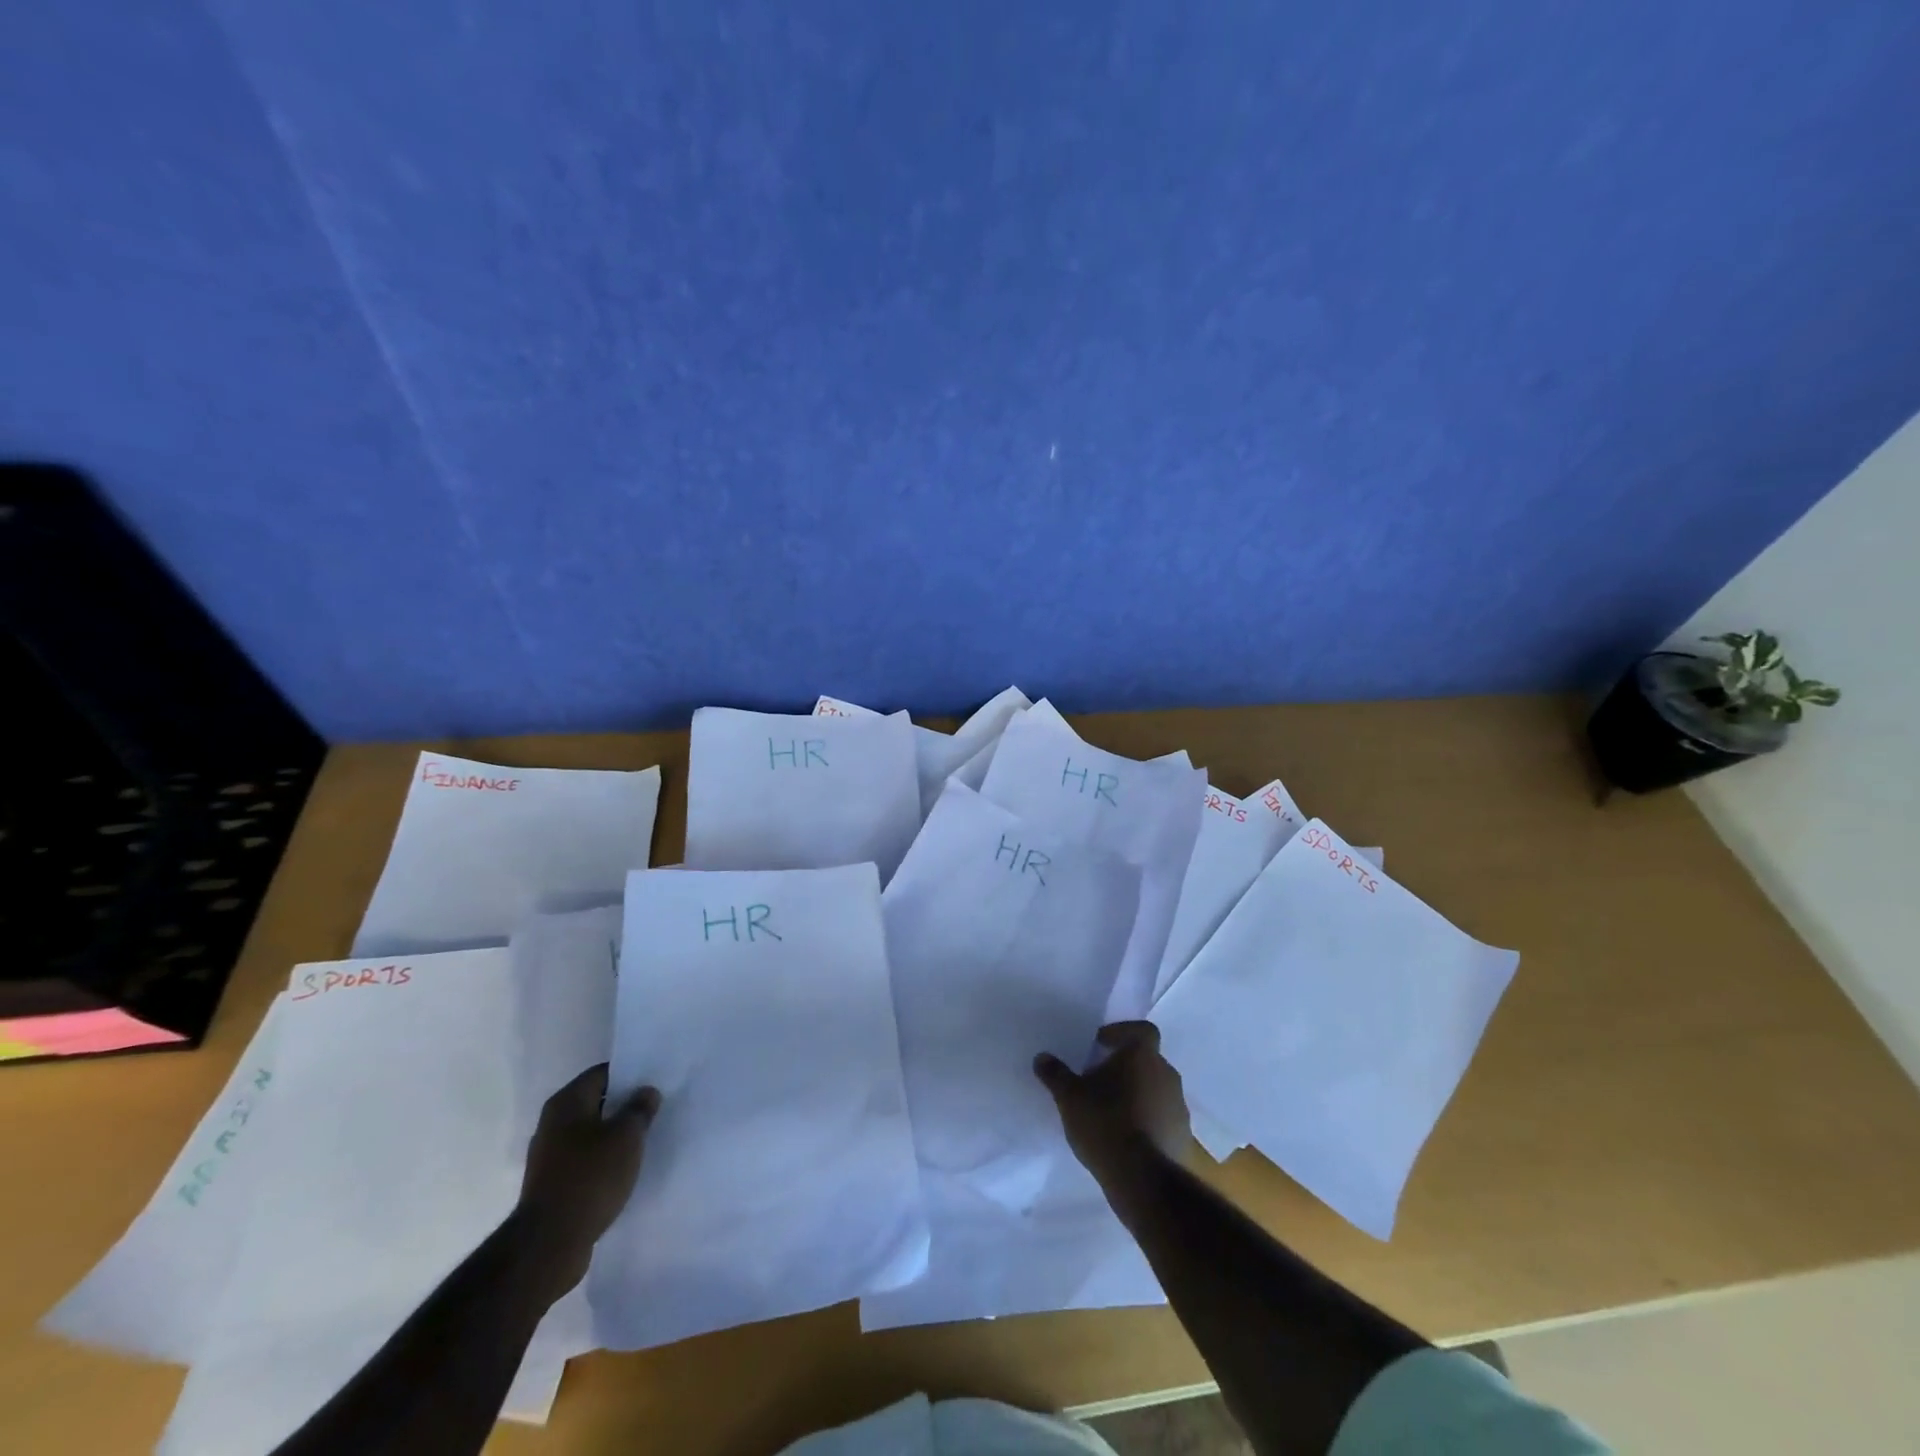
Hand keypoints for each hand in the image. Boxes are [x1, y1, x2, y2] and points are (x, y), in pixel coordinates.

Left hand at [516, 1064, 659, 1291]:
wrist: (549, 1244)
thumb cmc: (590, 1177)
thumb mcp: (627, 1137)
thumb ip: (639, 1109)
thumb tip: (646, 1092)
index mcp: (566, 1103)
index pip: (602, 1073)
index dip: (630, 1074)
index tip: (654, 1081)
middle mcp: (552, 1123)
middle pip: (595, 1103)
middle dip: (623, 1105)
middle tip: (654, 1108)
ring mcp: (549, 1156)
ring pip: (590, 1133)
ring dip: (614, 1135)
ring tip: (644, 1139)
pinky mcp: (552, 1184)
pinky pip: (584, 1160)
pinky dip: (603, 1160)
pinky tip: (624, 1169)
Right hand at [1034, 1021, 1189, 1181]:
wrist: (1143, 1179)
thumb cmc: (1105, 1123)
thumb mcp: (1069, 1097)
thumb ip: (1056, 1074)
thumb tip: (1042, 1058)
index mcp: (1143, 1055)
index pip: (1142, 1030)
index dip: (1122, 1033)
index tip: (1101, 1045)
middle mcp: (1166, 1073)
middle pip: (1147, 1060)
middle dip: (1126, 1067)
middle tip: (1100, 1080)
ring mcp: (1179, 1106)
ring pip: (1156, 1089)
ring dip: (1138, 1094)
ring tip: (1112, 1112)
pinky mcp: (1183, 1136)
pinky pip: (1163, 1118)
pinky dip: (1148, 1121)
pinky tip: (1127, 1138)